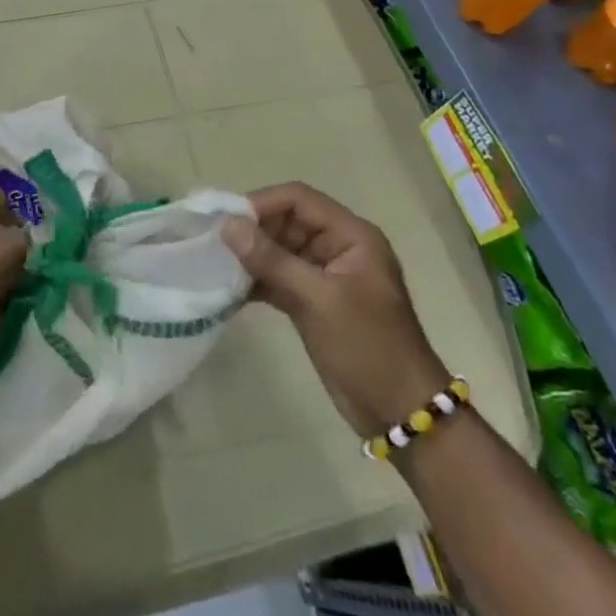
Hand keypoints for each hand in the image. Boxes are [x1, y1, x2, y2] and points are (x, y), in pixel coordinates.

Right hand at [222, 183, 449, 437]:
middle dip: (251, 230)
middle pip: (286, 221)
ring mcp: (325, 275)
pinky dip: (257, 280)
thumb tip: (227, 226)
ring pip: (279, 250)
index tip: (225, 219)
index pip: (298, 199)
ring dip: (250, 256)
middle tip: (213, 242)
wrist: (402, 415)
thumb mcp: (318, 300)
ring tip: (215, 263)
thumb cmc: (368, 348)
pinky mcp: (314, 301)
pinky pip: (279, 277)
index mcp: (351, 235)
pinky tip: (229, 289)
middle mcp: (338, 247)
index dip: (261, 203)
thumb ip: (272, 260)